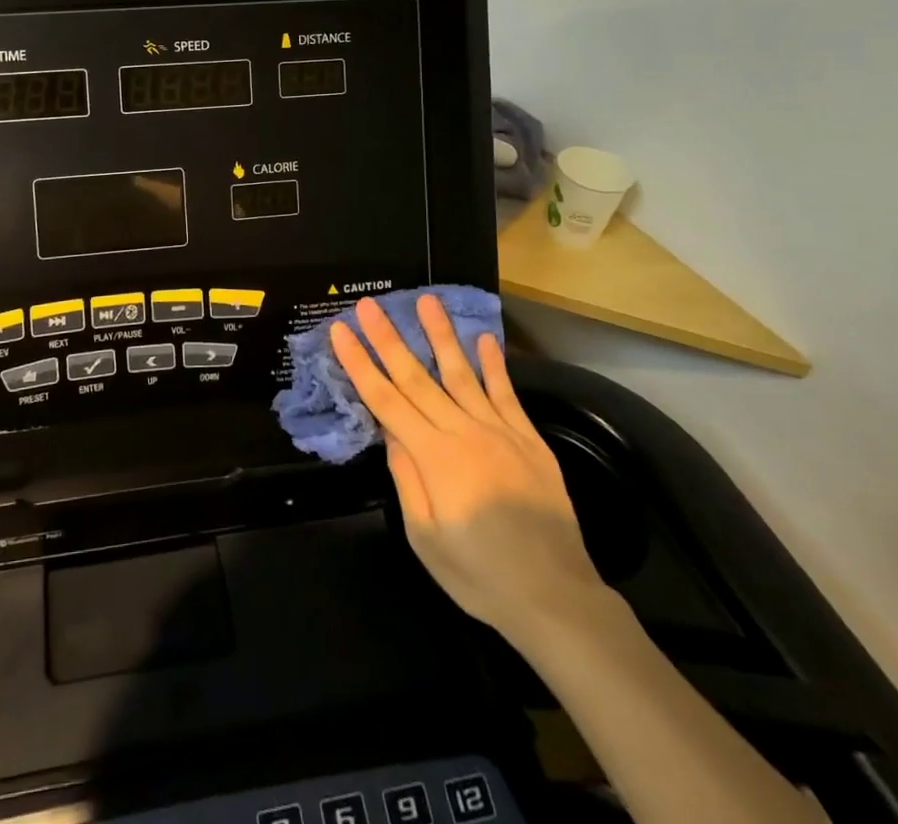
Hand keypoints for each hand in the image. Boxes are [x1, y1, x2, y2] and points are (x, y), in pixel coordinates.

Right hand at [330, 294, 609, 652]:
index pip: (385, 400)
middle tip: (369, 305)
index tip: (341, 331)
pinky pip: (506, 394)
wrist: (556, 598)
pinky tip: (485, 339)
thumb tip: (390, 432)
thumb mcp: (426, 539)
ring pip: (462, 373)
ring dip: (440, 335)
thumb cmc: (480, 576)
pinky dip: (494, 365)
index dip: (360, 363)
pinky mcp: (528, 439)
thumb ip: (407, 479)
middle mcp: (463, 433)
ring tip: (426, 300)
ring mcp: (499, 432)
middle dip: (388, 338)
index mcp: (433, 458)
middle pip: (417, 377)